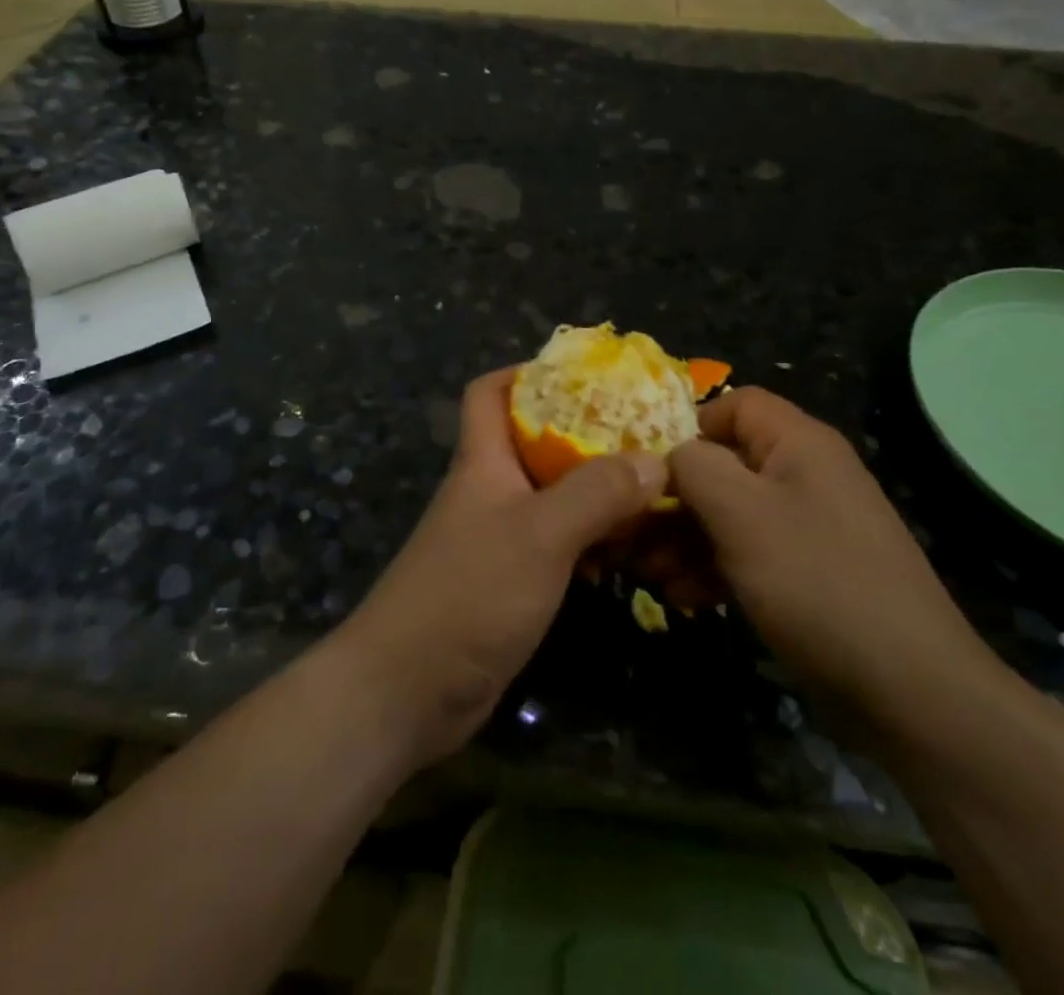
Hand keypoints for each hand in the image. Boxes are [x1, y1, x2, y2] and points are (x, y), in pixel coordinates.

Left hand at [337, 367, 667, 767]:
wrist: (408, 691)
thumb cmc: (469, 593)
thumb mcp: (539, 534)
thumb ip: (596, 493)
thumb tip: (655, 460)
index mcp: (484, 461)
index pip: (489, 392)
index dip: (526, 373)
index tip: (583, 377)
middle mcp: (490, 491)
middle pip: (536, 444)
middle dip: (587, 437)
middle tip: (645, 439)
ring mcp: (500, 539)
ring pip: (555, 499)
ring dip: (597, 496)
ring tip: (653, 495)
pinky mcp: (511, 583)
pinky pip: (559, 547)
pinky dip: (591, 543)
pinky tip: (627, 556)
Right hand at [668, 388, 999, 726]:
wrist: (912, 691)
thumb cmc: (817, 582)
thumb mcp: (741, 513)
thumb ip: (694, 468)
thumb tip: (670, 456)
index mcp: (798, 444)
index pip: (735, 404)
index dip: (688, 427)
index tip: (649, 470)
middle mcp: (805, 475)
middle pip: (725, 463)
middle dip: (675, 498)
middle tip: (633, 535)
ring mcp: (810, 527)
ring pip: (731, 513)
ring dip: (685, 539)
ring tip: (650, 574)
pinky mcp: (810, 574)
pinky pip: (750, 553)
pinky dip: (714, 568)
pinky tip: (685, 598)